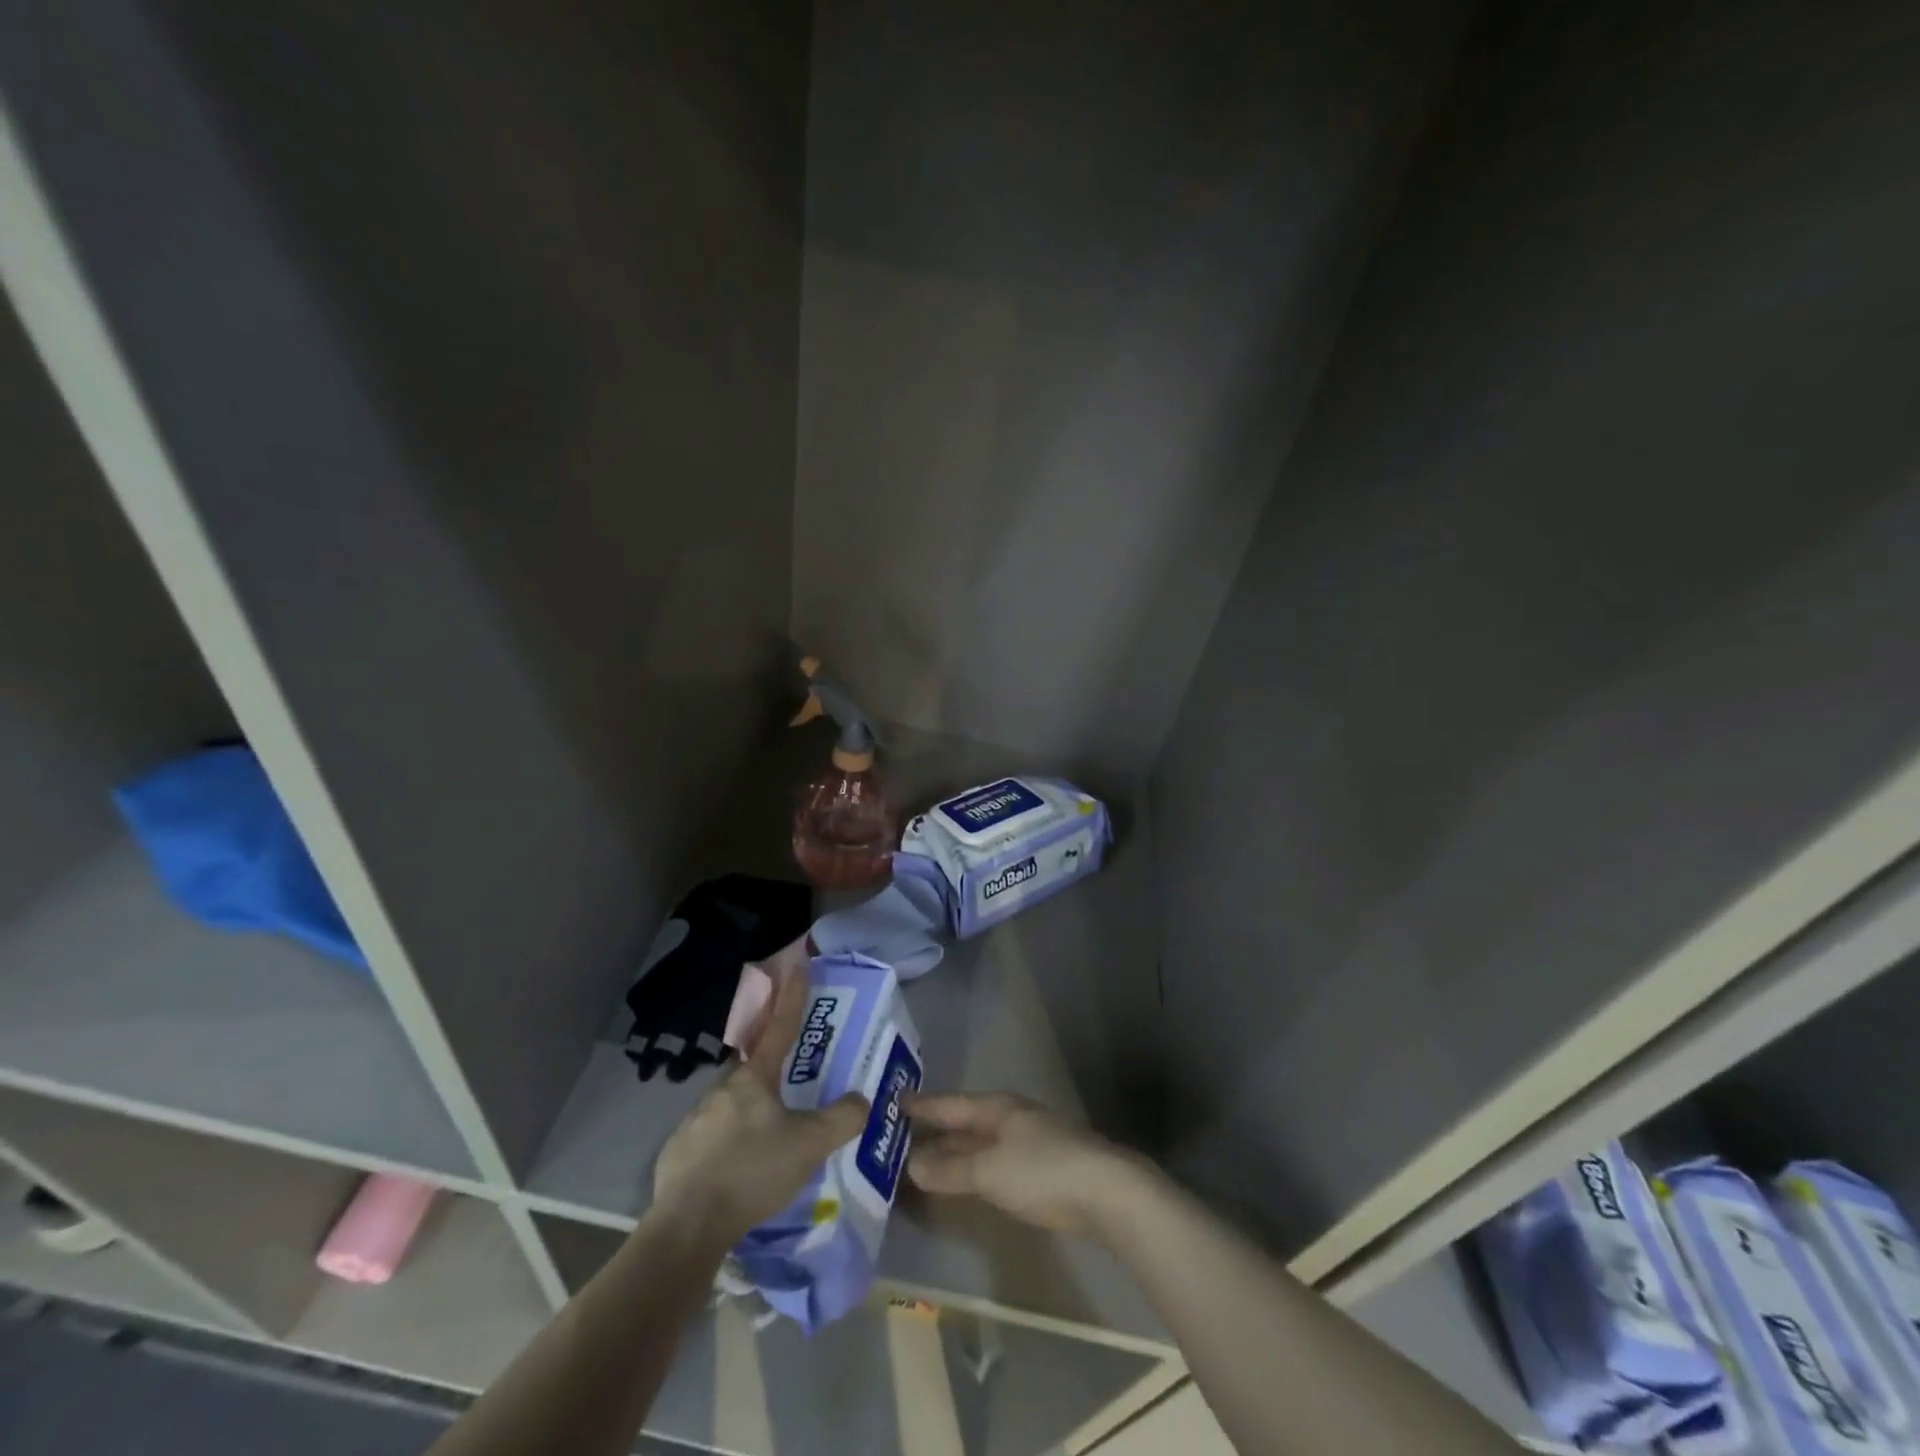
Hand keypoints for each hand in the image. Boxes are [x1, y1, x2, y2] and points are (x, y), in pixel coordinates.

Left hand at [654, 962, 868, 1243]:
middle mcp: (722, 1090)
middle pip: (753, 1071)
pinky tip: (735, 1170)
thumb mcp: (810, 1145)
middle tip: (789, 1091)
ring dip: (749, 1115)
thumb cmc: (753, 1171)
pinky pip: (710, 1139)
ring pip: (730, 1107)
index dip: (792, 997)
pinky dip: (726, 1146)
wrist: (688, 1224)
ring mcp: (695, 1121)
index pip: (780, 1028)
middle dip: (770, 1073)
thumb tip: (863, 1099)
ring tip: (765, 1145)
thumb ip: (842, 1119)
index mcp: (754, 1080)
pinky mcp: (678, 1153)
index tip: (797, 965)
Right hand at [903, 1091, 1146, 1236]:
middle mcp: (1010, 1116)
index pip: (949, 1103)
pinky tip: (966, 1180)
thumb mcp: (989, 1171)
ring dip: (954, 1150)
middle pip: (965, 1121)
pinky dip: (973, 1167)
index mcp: (996, 1108)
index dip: (922, 1104)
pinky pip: (994, 1160)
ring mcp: (1028, 1140)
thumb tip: (912, 1165)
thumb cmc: (1042, 1171)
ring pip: (980, 1141)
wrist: (1107, 1191)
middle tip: (900, 1134)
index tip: (894, 1101)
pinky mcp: (1042, 1166)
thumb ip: (951, 1169)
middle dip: (935, 1128)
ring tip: (923, 1160)